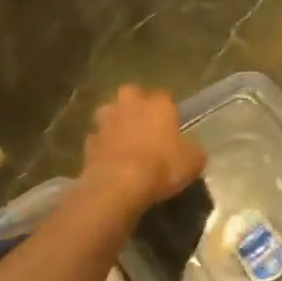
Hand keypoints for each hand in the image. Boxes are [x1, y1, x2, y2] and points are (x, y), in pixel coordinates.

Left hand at [81, 86, 206, 214]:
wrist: (118, 186)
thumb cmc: (162, 167)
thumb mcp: (192, 162)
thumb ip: (192, 150)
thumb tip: (191, 150)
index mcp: (158, 103)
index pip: (165, 96)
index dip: (167, 110)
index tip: (171, 124)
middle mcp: (130, 103)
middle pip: (132, 94)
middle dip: (136, 106)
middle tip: (144, 125)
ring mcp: (106, 120)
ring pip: (110, 112)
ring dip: (115, 121)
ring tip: (123, 140)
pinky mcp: (89, 140)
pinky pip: (98, 138)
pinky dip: (103, 145)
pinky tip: (110, 159)